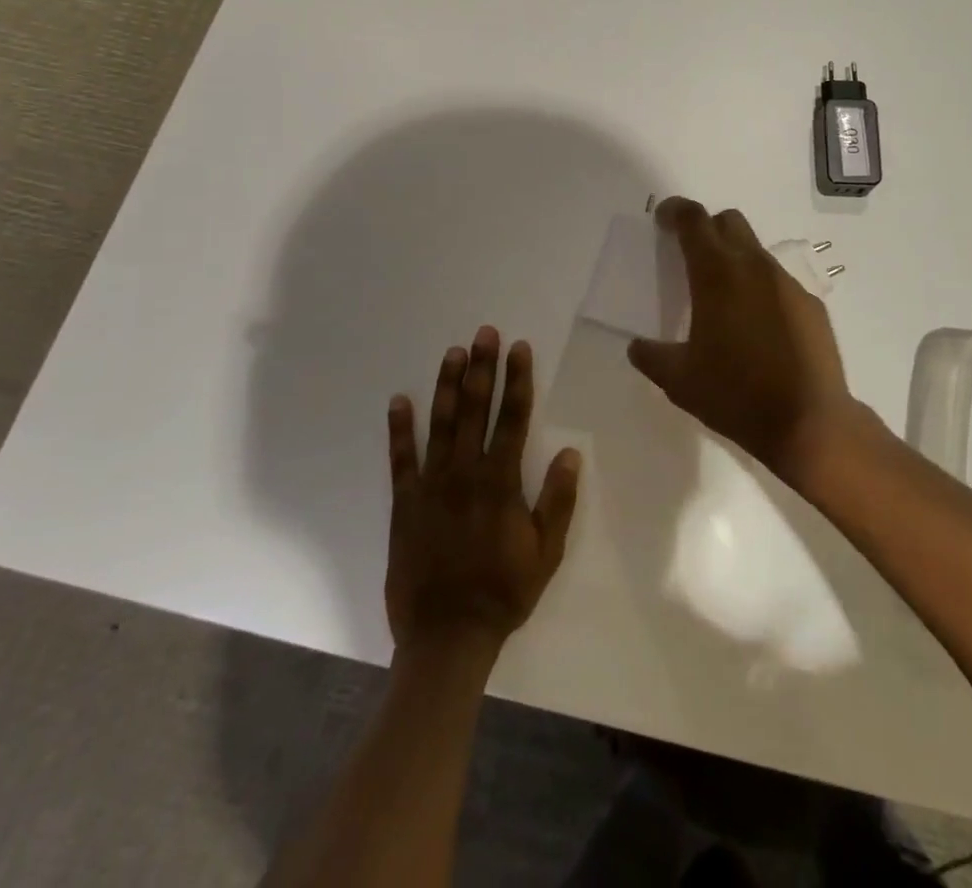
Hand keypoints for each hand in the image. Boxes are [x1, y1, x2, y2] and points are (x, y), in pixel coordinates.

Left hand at [386, 326, 580, 657]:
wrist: (447, 637)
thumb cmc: (503, 593)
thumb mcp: (546, 552)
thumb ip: (558, 500)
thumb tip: (571, 452)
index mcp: (501, 482)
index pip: (514, 418)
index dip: (518, 380)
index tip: (519, 348)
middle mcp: (466, 473)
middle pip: (476, 410)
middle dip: (482, 368)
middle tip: (485, 333)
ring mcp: (432, 486)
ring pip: (441, 424)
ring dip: (448, 386)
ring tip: (453, 352)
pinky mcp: (405, 503)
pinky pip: (401, 459)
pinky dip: (399, 429)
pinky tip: (399, 400)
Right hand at [626, 197, 861, 481]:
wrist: (808, 422)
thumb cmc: (736, 395)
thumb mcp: (679, 381)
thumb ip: (651, 357)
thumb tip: (637, 347)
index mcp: (717, 275)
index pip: (694, 221)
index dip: (676, 211)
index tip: (664, 217)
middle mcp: (754, 267)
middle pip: (730, 222)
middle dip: (707, 228)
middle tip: (691, 255)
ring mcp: (788, 284)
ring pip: (756, 252)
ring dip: (736, 260)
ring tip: (724, 300)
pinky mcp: (811, 305)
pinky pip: (779, 283)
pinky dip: (762, 290)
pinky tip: (759, 328)